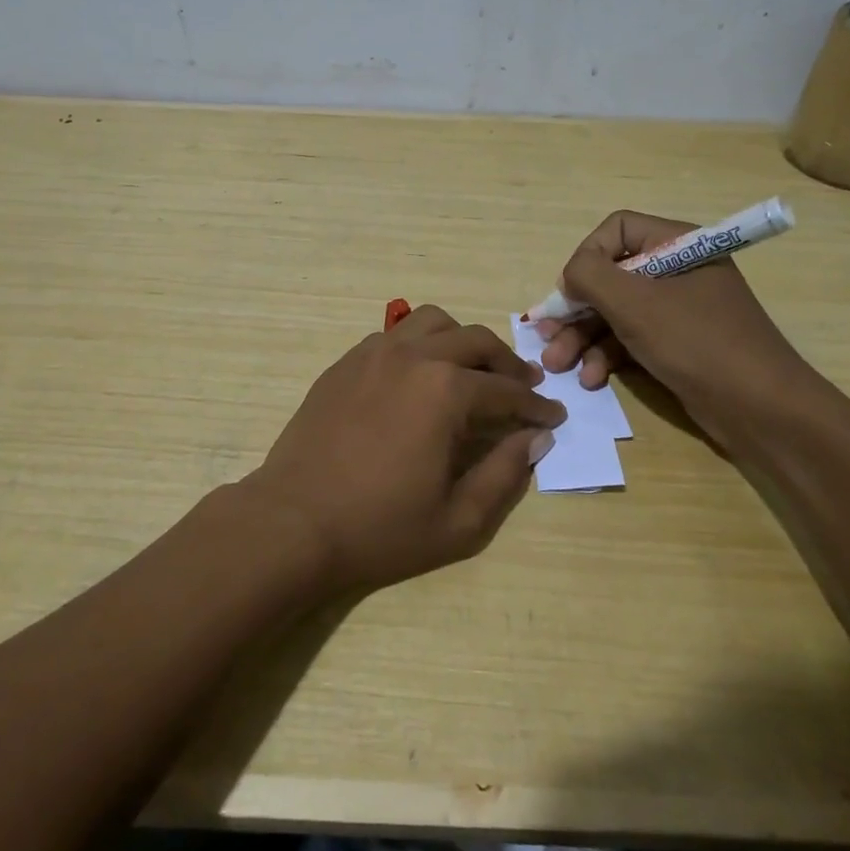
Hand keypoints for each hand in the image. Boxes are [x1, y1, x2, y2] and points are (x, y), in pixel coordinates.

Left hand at [241, 306, 565, 592]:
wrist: (295, 522)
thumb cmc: (380, 528)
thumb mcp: (459, 520)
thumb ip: (505, 473)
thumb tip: (535, 438)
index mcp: (446, 391)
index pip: (506, 390)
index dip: (536, 405)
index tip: (554, 416)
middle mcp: (413, 357)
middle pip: (475, 341)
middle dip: (507, 363)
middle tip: (523, 386)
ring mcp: (373, 353)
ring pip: (432, 322)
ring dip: (462, 340)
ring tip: (472, 370)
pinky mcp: (345, 362)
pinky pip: (394, 335)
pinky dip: (419, 344)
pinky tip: (420, 375)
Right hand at [536, 210, 816, 444]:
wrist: (762, 410)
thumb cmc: (697, 343)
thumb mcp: (635, 304)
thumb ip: (590, 275)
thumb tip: (570, 274)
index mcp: (677, 244)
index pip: (617, 229)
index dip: (587, 256)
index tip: (570, 291)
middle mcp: (676, 270)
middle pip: (610, 276)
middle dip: (575, 309)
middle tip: (545, 336)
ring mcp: (677, 310)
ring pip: (615, 312)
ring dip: (583, 338)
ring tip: (558, 365)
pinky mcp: (677, 344)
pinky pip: (631, 338)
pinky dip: (607, 355)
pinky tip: (591, 379)